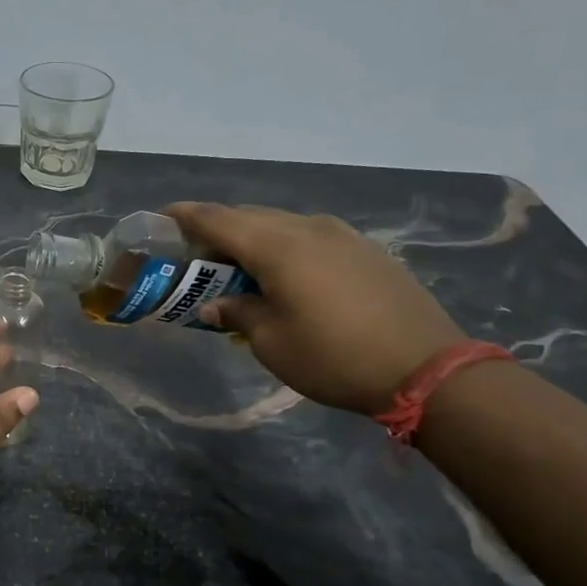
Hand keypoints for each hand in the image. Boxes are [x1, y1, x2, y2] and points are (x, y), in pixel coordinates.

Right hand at [165, 202, 465, 413]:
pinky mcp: (365, 249)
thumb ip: (238, 313)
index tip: (160, 218)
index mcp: (276, 246)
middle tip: (195, 255)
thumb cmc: (333, 357)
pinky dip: (284, 246)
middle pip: (248, 216)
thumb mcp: (271, 343)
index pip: (216, 218)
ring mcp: (341, 234)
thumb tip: (217, 304)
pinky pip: (309, 235)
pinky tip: (285, 274)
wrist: (426, 368)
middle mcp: (307, 228)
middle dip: (216, 230)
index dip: (184, 216)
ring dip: (252, 238)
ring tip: (238, 266)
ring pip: (281, 223)